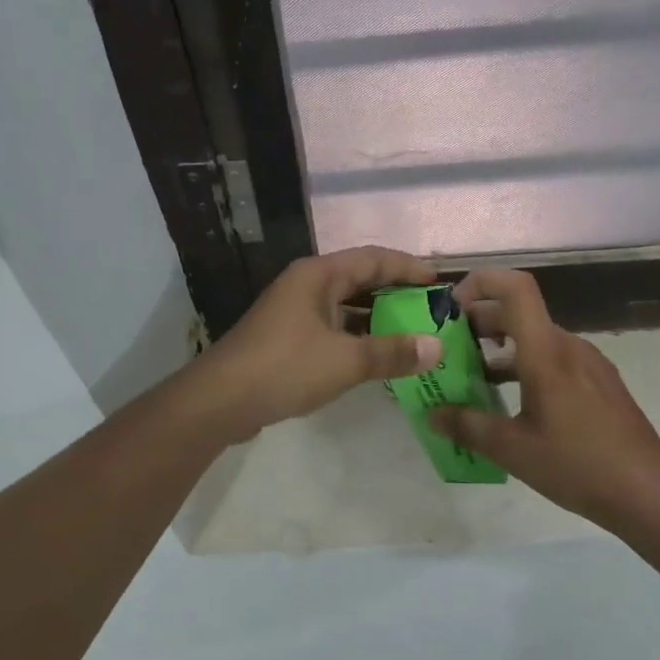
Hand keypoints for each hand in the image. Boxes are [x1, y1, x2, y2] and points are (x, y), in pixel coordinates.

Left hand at [196, 246, 443, 441]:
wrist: (219, 400)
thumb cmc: (284, 367)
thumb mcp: (345, 360)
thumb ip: (391, 352)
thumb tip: (436, 347)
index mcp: (318, 275)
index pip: (373, 258)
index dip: (408, 267)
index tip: (440, 282)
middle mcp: (306, 286)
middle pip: (359, 280)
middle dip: (396, 293)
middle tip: (432, 309)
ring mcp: (294, 312)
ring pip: (345, 307)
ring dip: (377, 318)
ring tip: (413, 333)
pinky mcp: (287, 339)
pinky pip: (333, 329)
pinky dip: (357, 338)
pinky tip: (377, 357)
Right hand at [429, 268, 659, 525]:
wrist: (649, 493)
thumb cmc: (578, 465)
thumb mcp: (513, 450)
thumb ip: (468, 427)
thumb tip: (433, 414)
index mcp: (546, 352)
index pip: (516, 288)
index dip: (481, 283)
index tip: (452, 308)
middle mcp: (569, 346)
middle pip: (519, 313)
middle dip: (479, 323)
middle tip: (449, 349)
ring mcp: (589, 362)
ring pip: (536, 337)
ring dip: (501, 348)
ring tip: (474, 378)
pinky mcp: (600, 382)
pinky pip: (555, 358)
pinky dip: (526, 365)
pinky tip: (514, 402)